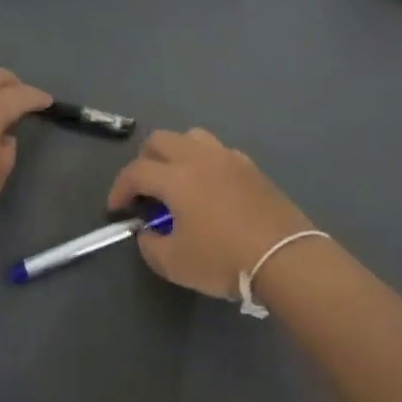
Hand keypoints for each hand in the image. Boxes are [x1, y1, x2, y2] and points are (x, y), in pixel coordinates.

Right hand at [106, 128, 311, 298]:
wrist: (285, 257)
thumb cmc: (223, 259)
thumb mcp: (174, 263)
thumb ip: (150, 245)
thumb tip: (148, 232)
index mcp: (176, 177)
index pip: (135, 172)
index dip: (119, 189)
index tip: (117, 209)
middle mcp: (199, 157)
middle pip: (160, 140)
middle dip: (144, 161)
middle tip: (144, 190)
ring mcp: (228, 158)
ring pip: (191, 137)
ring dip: (176, 153)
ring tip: (177, 181)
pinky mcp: (251, 167)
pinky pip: (219, 152)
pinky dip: (205, 162)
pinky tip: (210, 188)